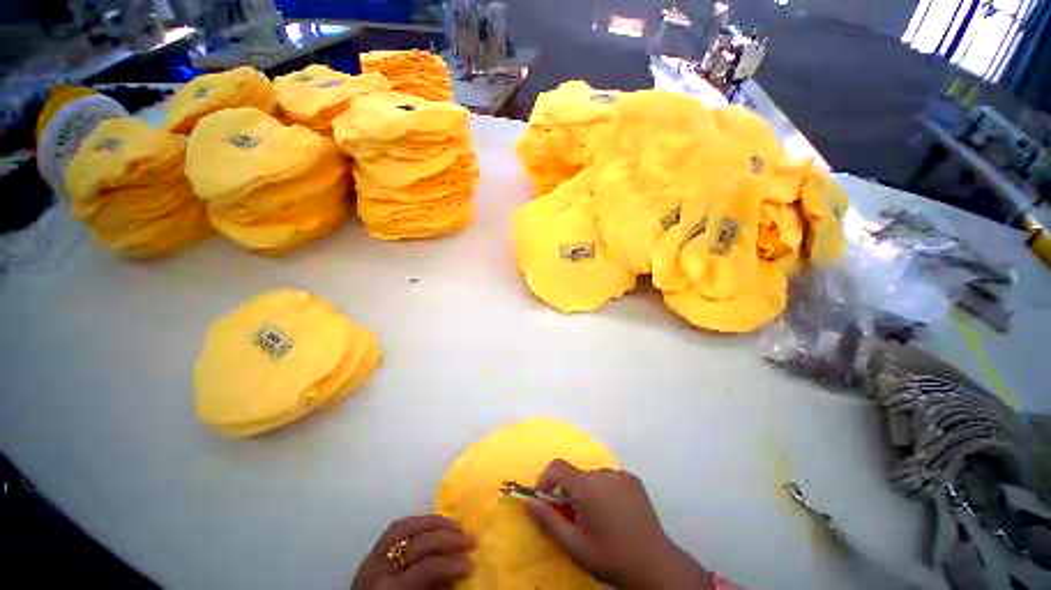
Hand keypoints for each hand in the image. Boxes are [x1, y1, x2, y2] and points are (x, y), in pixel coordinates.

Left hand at [350, 514, 474, 589]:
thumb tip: (457, 575)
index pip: (427, 567)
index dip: (452, 564)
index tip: (472, 563)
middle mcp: (379, 568)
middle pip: (419, 542)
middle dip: (449, 539)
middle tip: (471, 539)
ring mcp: (373, 556)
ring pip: (406, 526)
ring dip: (435, 522)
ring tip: (456, 524)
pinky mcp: (372, 552)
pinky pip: (396, 528)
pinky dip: (417, 522)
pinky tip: (432, 523)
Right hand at [525, 460, 712, 589]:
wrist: (654, 564)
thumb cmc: (609, 556)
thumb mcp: (573, 545)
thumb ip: (548, 521)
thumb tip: (529, 501)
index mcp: (586, 486)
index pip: (557, 467)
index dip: (546, 480)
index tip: (545, 499)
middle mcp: (603, 473)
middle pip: (575, 475)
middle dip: (569, 492)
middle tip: (575, 519)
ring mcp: (620, 474)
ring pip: (593, 477)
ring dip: (587, 491)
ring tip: (598, 518)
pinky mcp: (633, 480)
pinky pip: (609, 478)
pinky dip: (604, 490)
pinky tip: (614, 513)